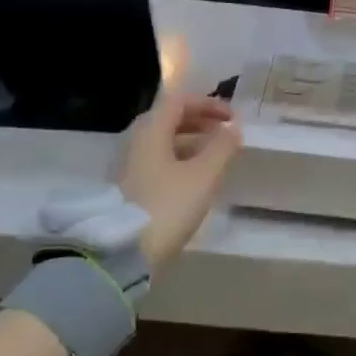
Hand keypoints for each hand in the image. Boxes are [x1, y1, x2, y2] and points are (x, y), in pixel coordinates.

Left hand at [120, 93, 242, 269]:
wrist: (122, 255)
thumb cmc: (167, 207)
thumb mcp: (203, 176)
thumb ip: (222, 148)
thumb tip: (233, 129)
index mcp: (151, 131)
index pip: (180, 101)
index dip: (209, 103)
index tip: (232, 118)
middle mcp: (136, 142)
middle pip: (170, 120)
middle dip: (201, 122)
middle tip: (225, 134)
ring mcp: (129, 167)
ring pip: (164, 143)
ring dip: (192, 143)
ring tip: (216, 158)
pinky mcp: (129, 189)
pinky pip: (158, 162)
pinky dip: (180, 161)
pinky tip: (195, 180)